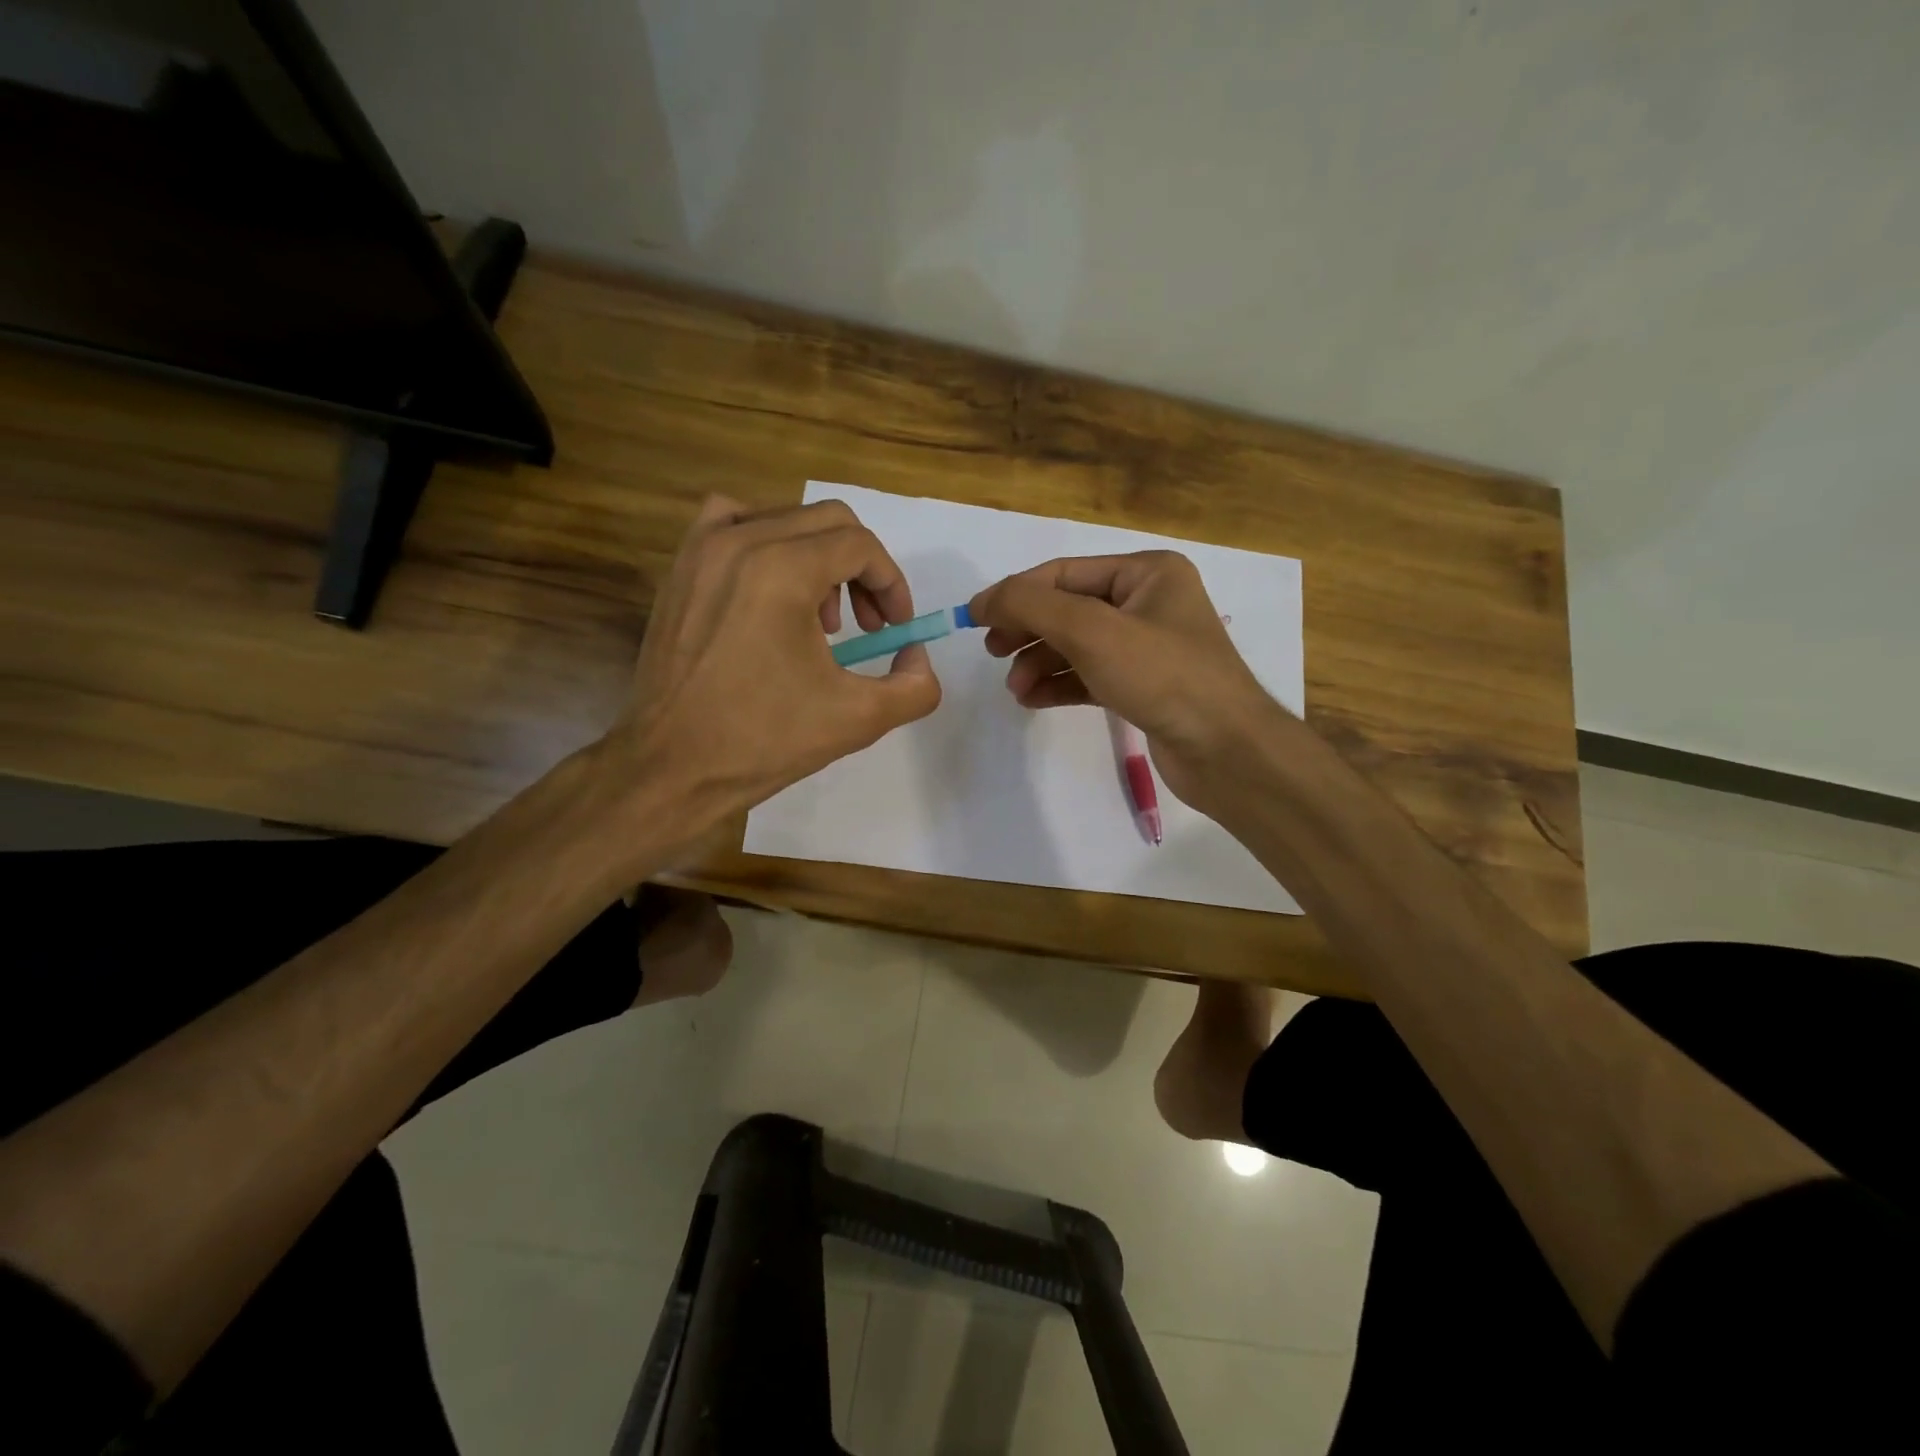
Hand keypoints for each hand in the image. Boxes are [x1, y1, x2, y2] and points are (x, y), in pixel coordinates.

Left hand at [602, 495, 941, 831]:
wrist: (672, 766)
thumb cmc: (763, 740)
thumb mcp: (859, 719)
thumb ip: (915, 685)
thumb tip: (915, 653)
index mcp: (782, 570)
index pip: (860, 546)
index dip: (892, 584)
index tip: (895, 628)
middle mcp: (739, 541)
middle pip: (827, 522)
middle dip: (862, 569)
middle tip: (867, 625)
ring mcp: (702, 549)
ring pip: (784, 519)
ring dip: (818, 557)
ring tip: (820, 617)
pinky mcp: (680, 568)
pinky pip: (732, 523)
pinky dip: (765, 542)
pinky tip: (769, 588)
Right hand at [967, 552, 1282, 814]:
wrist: (1226, 751)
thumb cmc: (1162, 676)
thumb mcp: (1091, 631)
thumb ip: (1031, 606)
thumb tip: (983, 600)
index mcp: (1147, 573)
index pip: (1064, 573)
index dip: (1015, 593)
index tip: (973, 618)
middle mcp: (1148, 602)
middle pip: (1068, 608)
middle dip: (1028, 631)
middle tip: (993, 653)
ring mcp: (1146, 647)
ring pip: (1076, 645)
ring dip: (1040, 663)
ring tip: (1016, 689)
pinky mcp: (1143, 686)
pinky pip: (1089, 675)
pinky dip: (1059, 684)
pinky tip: (1033, 699)